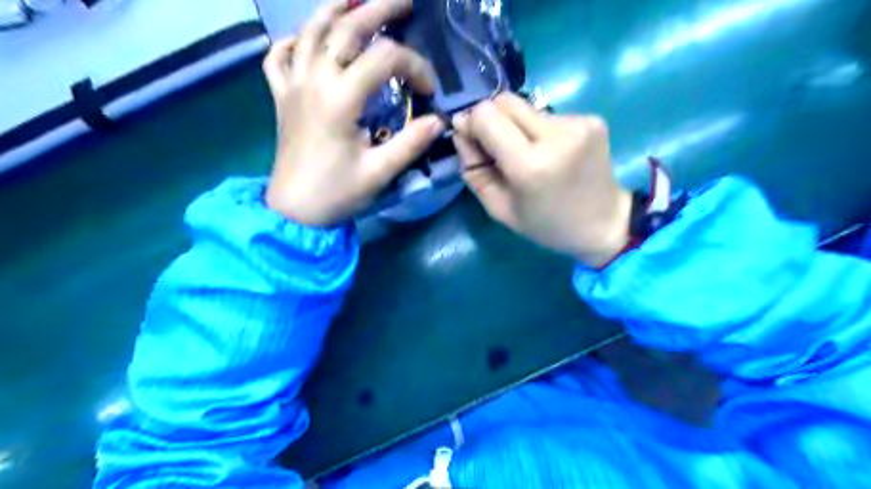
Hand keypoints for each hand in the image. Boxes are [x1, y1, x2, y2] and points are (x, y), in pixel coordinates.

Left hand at [261, 0, 444, 226]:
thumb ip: (411, 142)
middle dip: (379, 10)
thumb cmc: (337, 193)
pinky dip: (291, 41)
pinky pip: (278, 57)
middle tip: (405, 1)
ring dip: (333, 9)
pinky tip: (304, 40)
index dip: (414, 68)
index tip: (429, 91)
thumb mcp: (380, 172)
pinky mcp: (281, 97)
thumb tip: (439, 121)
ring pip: (309, 31)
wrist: (294, 211)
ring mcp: (293, 85)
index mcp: (340, 99)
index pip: (384, 60)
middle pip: (346, 28)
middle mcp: (314, 81)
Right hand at [452, 94, 630, 268]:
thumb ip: (474, 170)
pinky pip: (548, 114)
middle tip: (496, 146)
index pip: (487, 115)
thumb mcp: (499, 209)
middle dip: (491, 119)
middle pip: (505, 101)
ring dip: (516, 126)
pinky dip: (539, 129)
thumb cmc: (546, 225)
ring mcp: (578, 123)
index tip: (472, 139)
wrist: (604, 223)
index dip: (472, 123)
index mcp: (530, 166)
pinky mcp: (592, 119)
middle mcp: (556, 135)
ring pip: (526, 107)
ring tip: (529, 154)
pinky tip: (550, 152)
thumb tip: (461, 131)